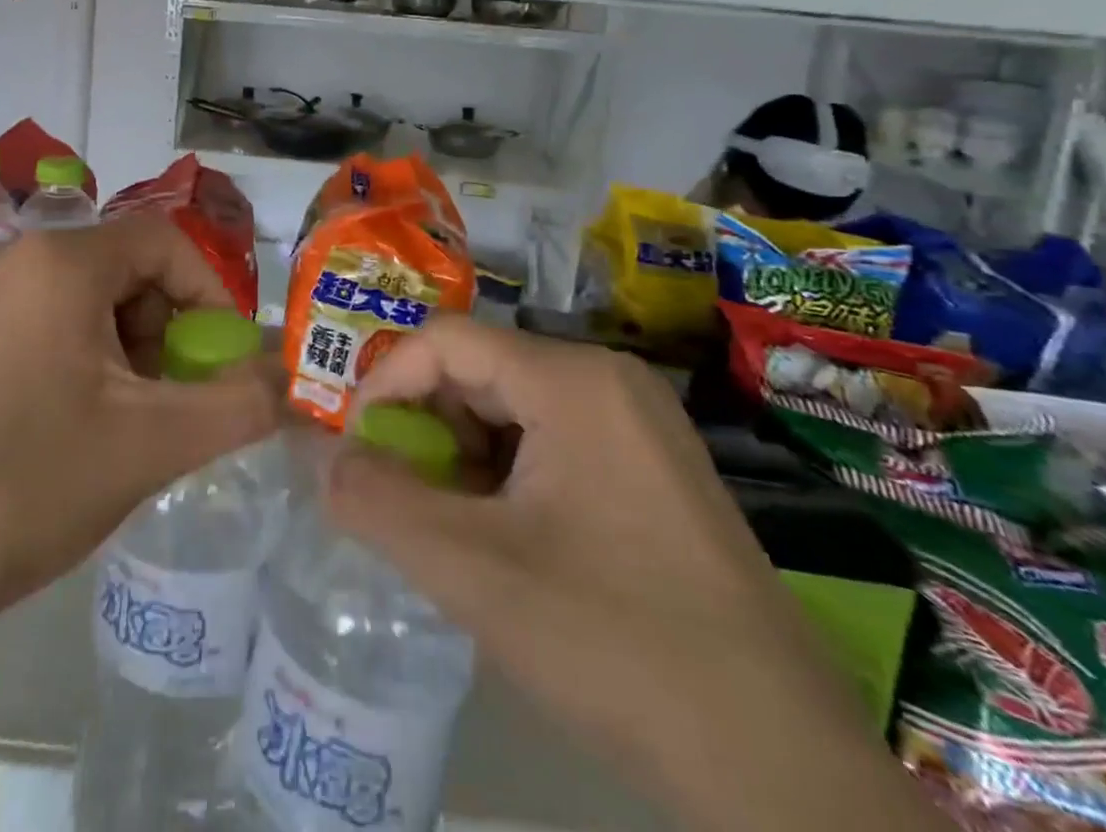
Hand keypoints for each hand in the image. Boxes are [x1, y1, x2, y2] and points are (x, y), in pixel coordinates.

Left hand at [0, 212, 282, 831]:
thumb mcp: (153, 443)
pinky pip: (40, 324)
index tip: (221, 360)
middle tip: (170, 399)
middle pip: (124, 269)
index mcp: (60, 261)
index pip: (165, 241)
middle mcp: (13, 258)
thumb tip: (294, 378)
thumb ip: (239, 403)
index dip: (210, 293)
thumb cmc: (29, 484)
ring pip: (84, 299)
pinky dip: (78, 359)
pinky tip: (69, 426)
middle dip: (164, 327)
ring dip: (124, 348)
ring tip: (123, 422)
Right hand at [326, 317, 947, 831]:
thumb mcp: (474, 572)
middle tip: (398, 497)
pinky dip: (504, 476)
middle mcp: (607, 379)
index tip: (357, 452)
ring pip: (511, 410)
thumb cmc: (615, 642)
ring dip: (461, 457)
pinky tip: (501, 539)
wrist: (779, 766)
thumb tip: (326, 461)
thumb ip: (381, 504)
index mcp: (572, 378)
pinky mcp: (649, 468)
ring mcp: (636, 423)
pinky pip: (550, 442)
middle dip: (425, 428)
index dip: (384, 383)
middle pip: (479, 371)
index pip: (444, 340)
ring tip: (446, 526)